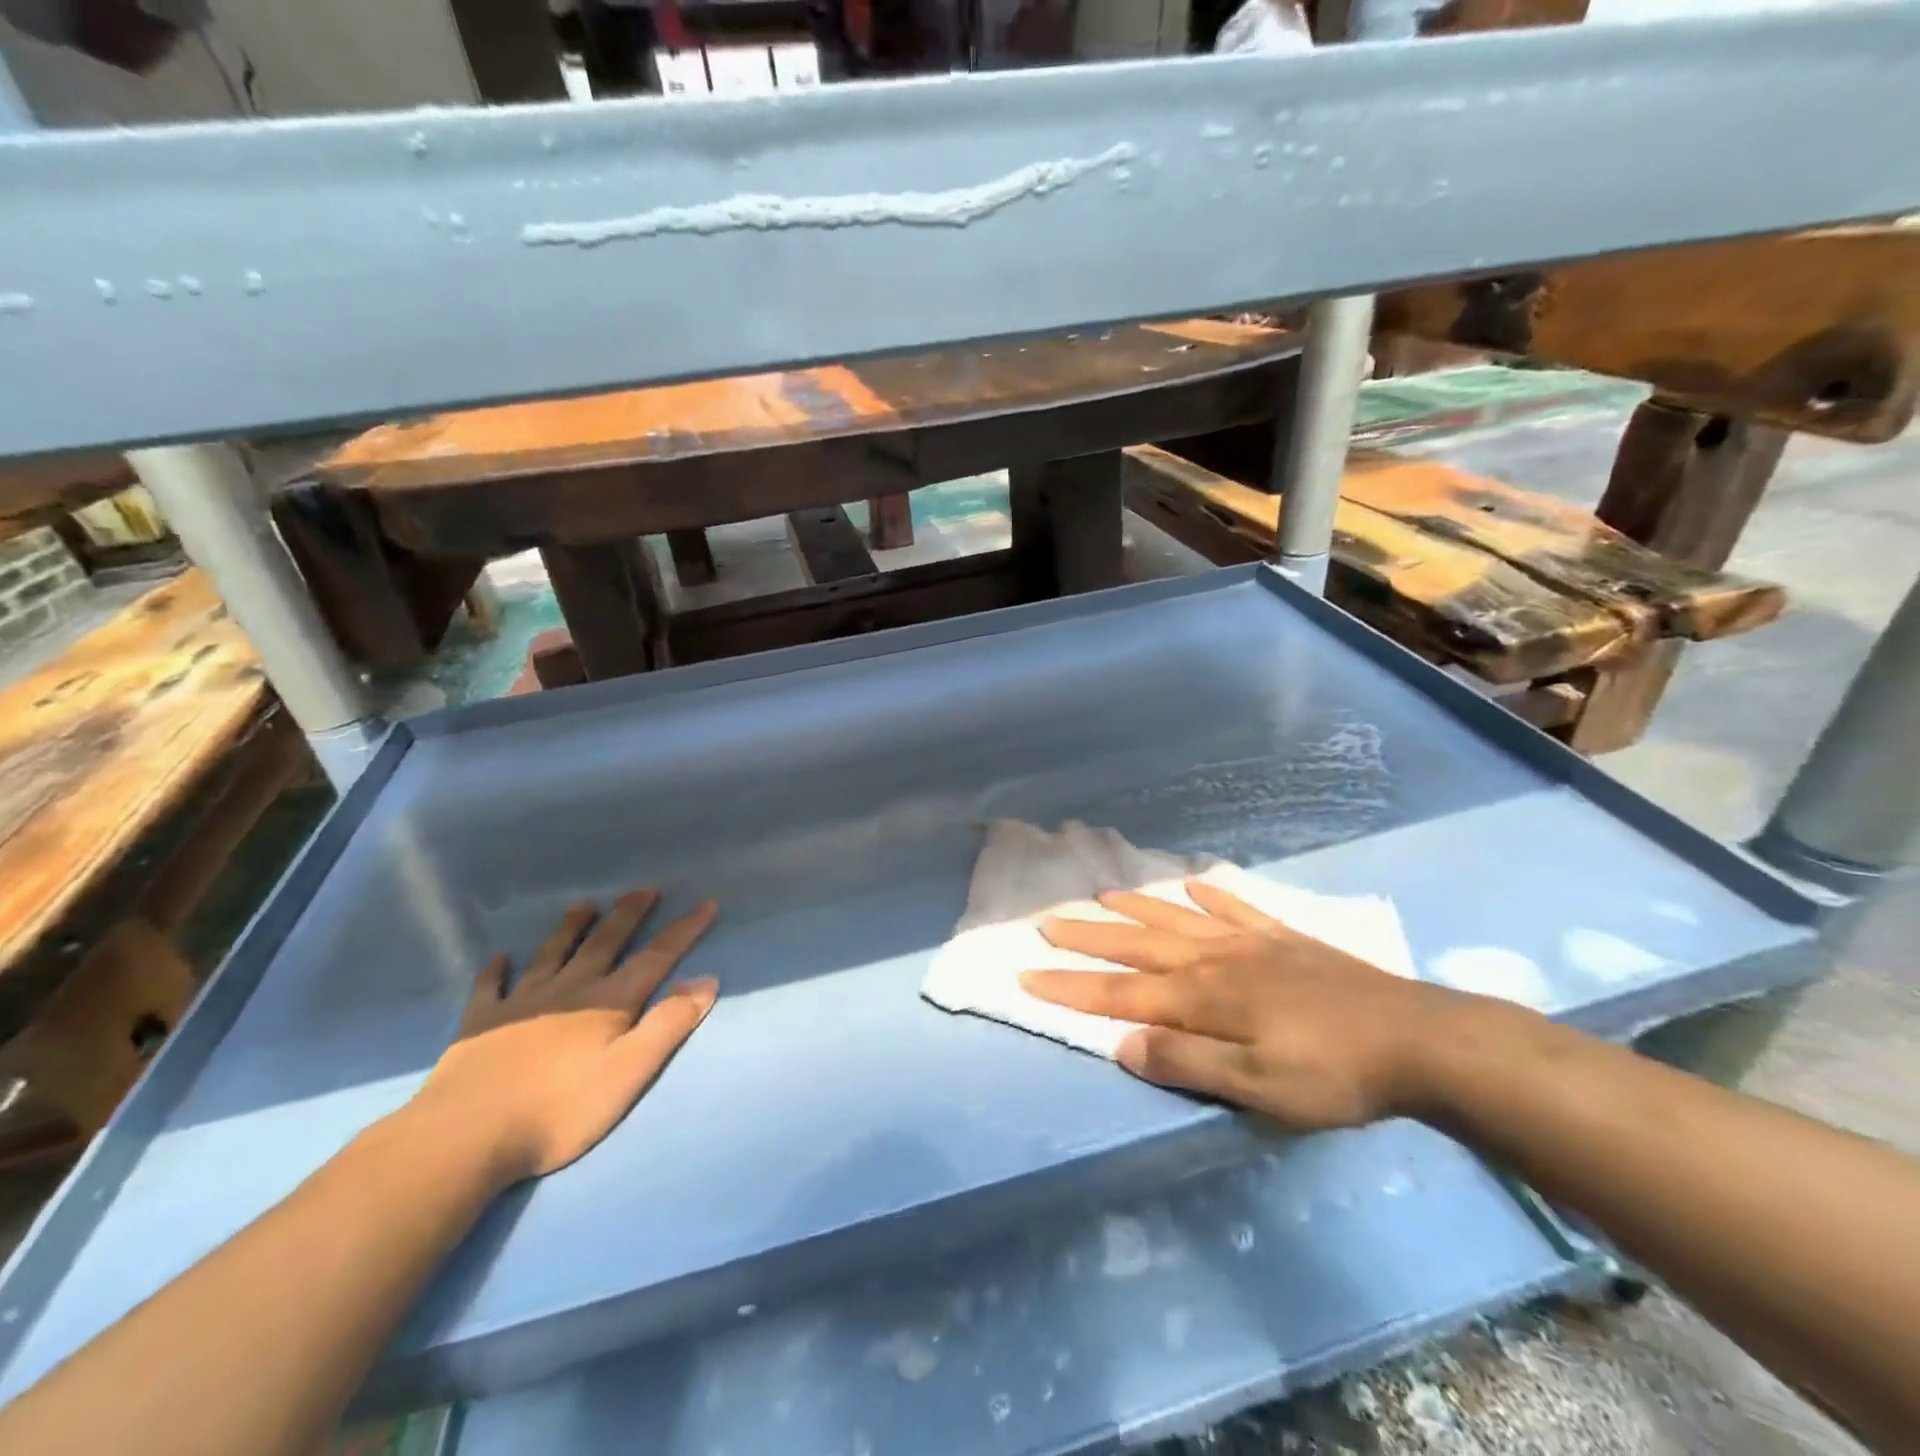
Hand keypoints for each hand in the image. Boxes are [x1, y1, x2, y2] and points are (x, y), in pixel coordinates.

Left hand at [412, 890, 718, 1182]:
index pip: (656, 957)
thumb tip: (706, 980)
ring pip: (552, 954)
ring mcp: (521, 1003)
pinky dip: (497, 970)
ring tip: (584, 906)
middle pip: (605, 943)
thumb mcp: (628, 1073)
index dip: (683, 930)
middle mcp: (569, 990)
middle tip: (644, 889)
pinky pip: (490, 988)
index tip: (706, 903)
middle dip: (629, 915)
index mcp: (608, 1002)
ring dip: (571, 929)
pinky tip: (499, 959)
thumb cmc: (558, 1110)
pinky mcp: (480, 1024)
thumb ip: (668, 1025)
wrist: (465, 1137)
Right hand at [1022, 878, 1479, 1129]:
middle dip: (1088, 937)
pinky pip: (1236, 909)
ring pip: (1178, 919)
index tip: (1026, 972)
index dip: (1071, 986)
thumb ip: (1186, 1063)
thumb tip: (1121, 1042)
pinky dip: (1210, 895)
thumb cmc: (1333, 1074)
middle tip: (1047, 919)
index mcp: (1203, 998)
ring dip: (1137, 908)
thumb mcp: (1258, 1088)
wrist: (1418, 1039)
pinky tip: (1194, 884)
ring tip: (1103, 894)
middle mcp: (1215, 960)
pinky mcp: (1284, 939)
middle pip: (1138, 946)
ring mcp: (1250, 943)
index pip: (1121, 992)